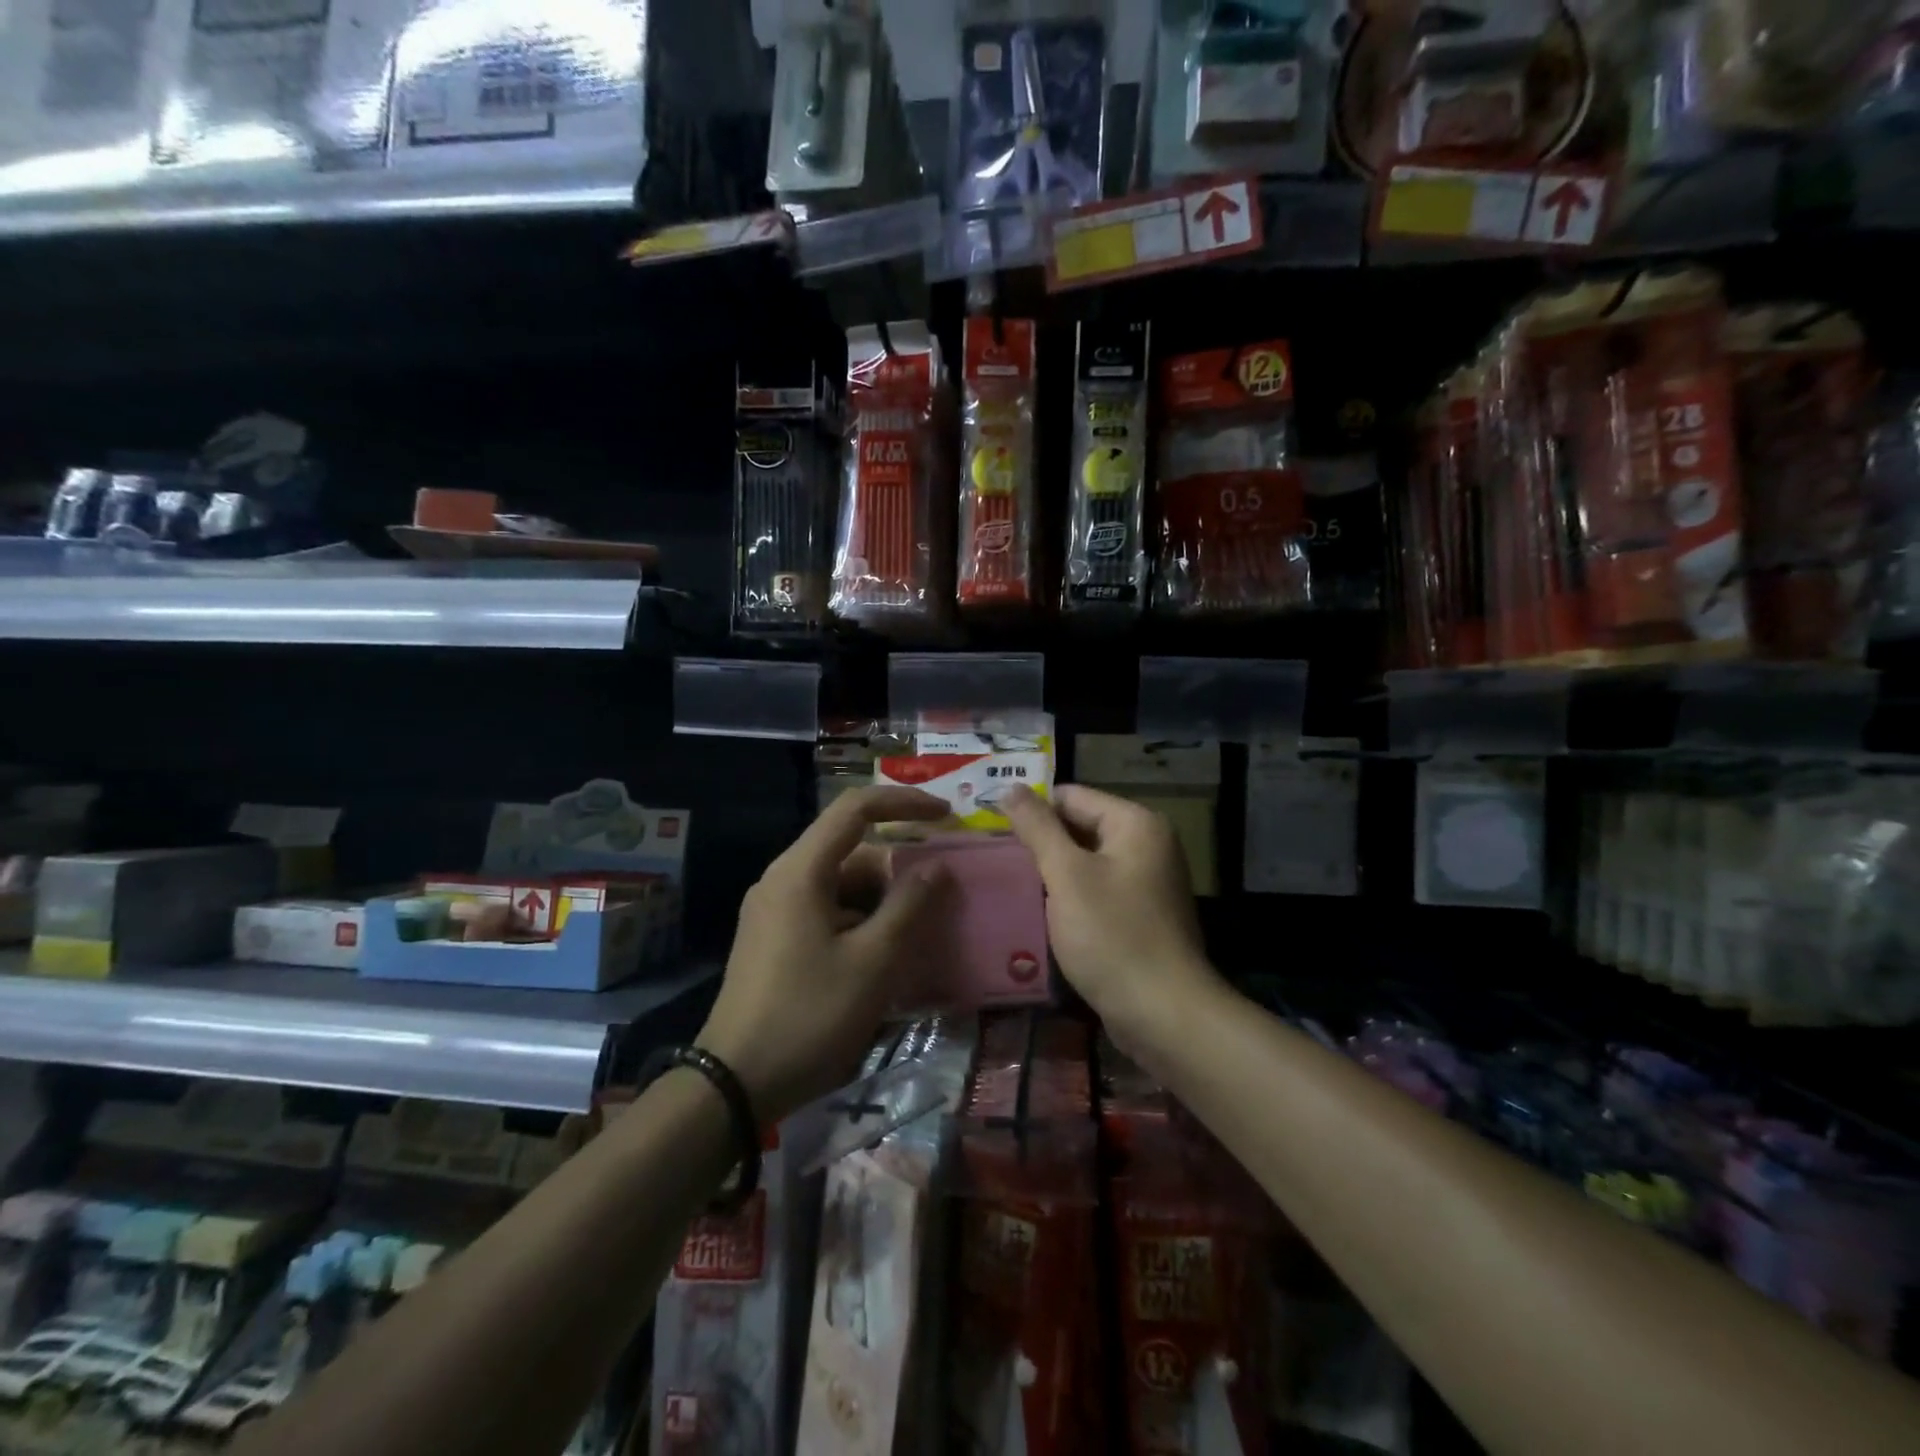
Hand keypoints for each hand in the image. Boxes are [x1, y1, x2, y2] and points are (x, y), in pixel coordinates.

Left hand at [698, 786, 950, 1122]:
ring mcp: (773, 912)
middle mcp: (783, 881)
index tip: (945, 815)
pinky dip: (861, 923)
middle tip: (942, 896)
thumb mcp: (872, 962)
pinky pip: (827, 913)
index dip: (904, 803)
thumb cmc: (809, 1015)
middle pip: (851, 852)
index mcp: (801, 872)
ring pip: (841, 887)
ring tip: (922, 934)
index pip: (855, 809)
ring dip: (883, 901)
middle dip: (899, 868)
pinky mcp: (773, 941)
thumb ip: (909, 907)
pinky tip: (886, 958)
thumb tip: (936, 867)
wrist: (734, 1085)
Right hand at [1001, 784, 1221, 1054]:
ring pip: (1086, 863)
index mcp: (1136, 824)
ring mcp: (1148, 882)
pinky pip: (1097, 892)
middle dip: (1041, 843)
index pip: (1071, 796)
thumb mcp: (1067, 875)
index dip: (1032, 810)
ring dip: (1052, 873)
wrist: (1163, 1014)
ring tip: (1009, 884)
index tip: (992, 830)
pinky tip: (1041, 914)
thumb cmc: (1112, 935)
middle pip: (1081, 827)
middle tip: (995, 859)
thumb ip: (1038, 828)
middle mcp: (1148, 845)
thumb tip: (1010, 787)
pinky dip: (1071, 898)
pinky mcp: (1142, 916)